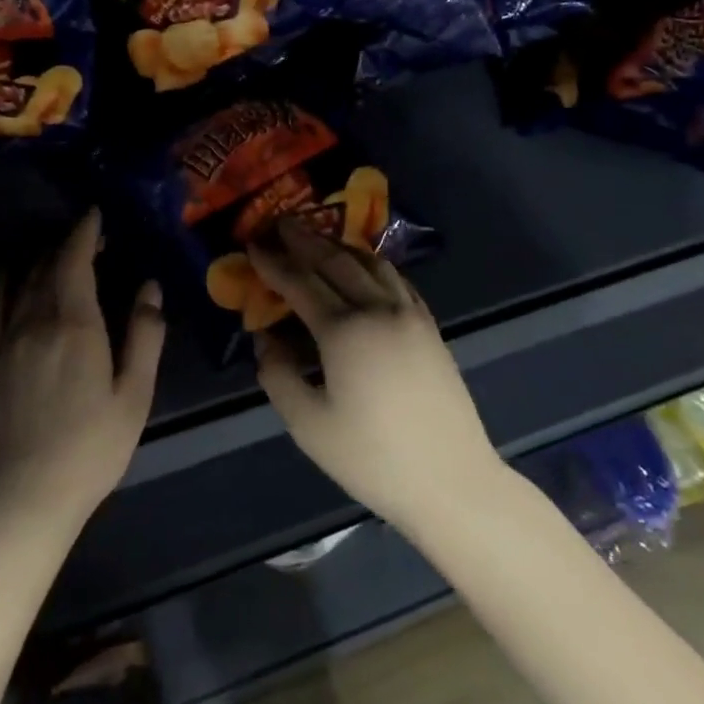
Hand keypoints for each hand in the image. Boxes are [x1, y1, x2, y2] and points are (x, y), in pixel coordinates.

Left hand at [0, 211, 163, 529]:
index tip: (95, 214)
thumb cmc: (92, 448)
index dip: (84, 232)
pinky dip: (4, 283)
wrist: (25, 498)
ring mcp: (4, 342)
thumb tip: (148, 287)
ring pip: (19, 283)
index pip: (74, 261)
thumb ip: (145, 336)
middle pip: (45, 266)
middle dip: (66, 242)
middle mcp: (34, 323)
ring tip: (54, 248)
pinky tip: (11, 277)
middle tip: (86, 233)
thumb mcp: (134, 395)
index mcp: (74, 326)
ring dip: (37, 257)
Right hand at [250, 218, 502, 533]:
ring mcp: (410, 315)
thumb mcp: (309, 425)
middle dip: (305, 240)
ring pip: (370, 264)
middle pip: (336, 262)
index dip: (273, 263)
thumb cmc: (373, 458)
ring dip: (339, 246)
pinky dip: (373, 265)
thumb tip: (265, 340)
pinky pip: (397, 280)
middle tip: (281, 223)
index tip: (252, 244)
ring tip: (318, 237)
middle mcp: (378, 310)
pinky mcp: (429, 328)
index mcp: (345, 331)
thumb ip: (279, 376)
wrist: (451, 480)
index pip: (300, 283)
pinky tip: (365, 267)